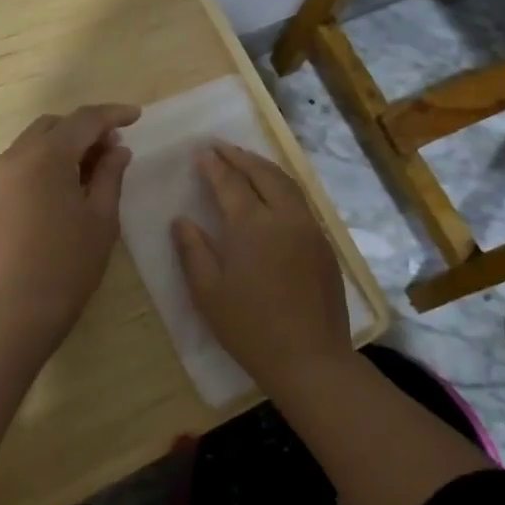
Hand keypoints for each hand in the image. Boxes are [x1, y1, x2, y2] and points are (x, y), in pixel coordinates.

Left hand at [0, 103, 141, 340]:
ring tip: (95, 166)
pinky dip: (49, 159)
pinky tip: (70, 182)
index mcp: (45, 155)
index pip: (84, 120)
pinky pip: (25, 160)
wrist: (16, 308)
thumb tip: (117, 149)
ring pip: (37, 140)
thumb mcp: (101, 217)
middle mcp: (16, 154)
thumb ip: (110, 174)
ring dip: (66, 143)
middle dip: (87, 128)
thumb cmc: (68, 262)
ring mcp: (0, 174)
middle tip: (114, 147)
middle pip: (56, 125)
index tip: (137, 116)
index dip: (113, 114)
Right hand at [173, 142, 350, 388]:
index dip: (214, 166)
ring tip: (245, 159)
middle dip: (240, 156)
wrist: (309, 358)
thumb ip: (192, 250)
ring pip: (287, 183)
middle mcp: (284, 216)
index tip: (201, 152)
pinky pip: (300, 200)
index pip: (230, 183)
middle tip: (220, 146)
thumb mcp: (207, 292)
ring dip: (263, 166)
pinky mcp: (323, 243)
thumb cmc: (249, 327)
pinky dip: (282, 184)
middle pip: (262, 173)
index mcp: (252, 225)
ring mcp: (308, 228)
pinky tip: (272, 191)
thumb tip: (181, 220)